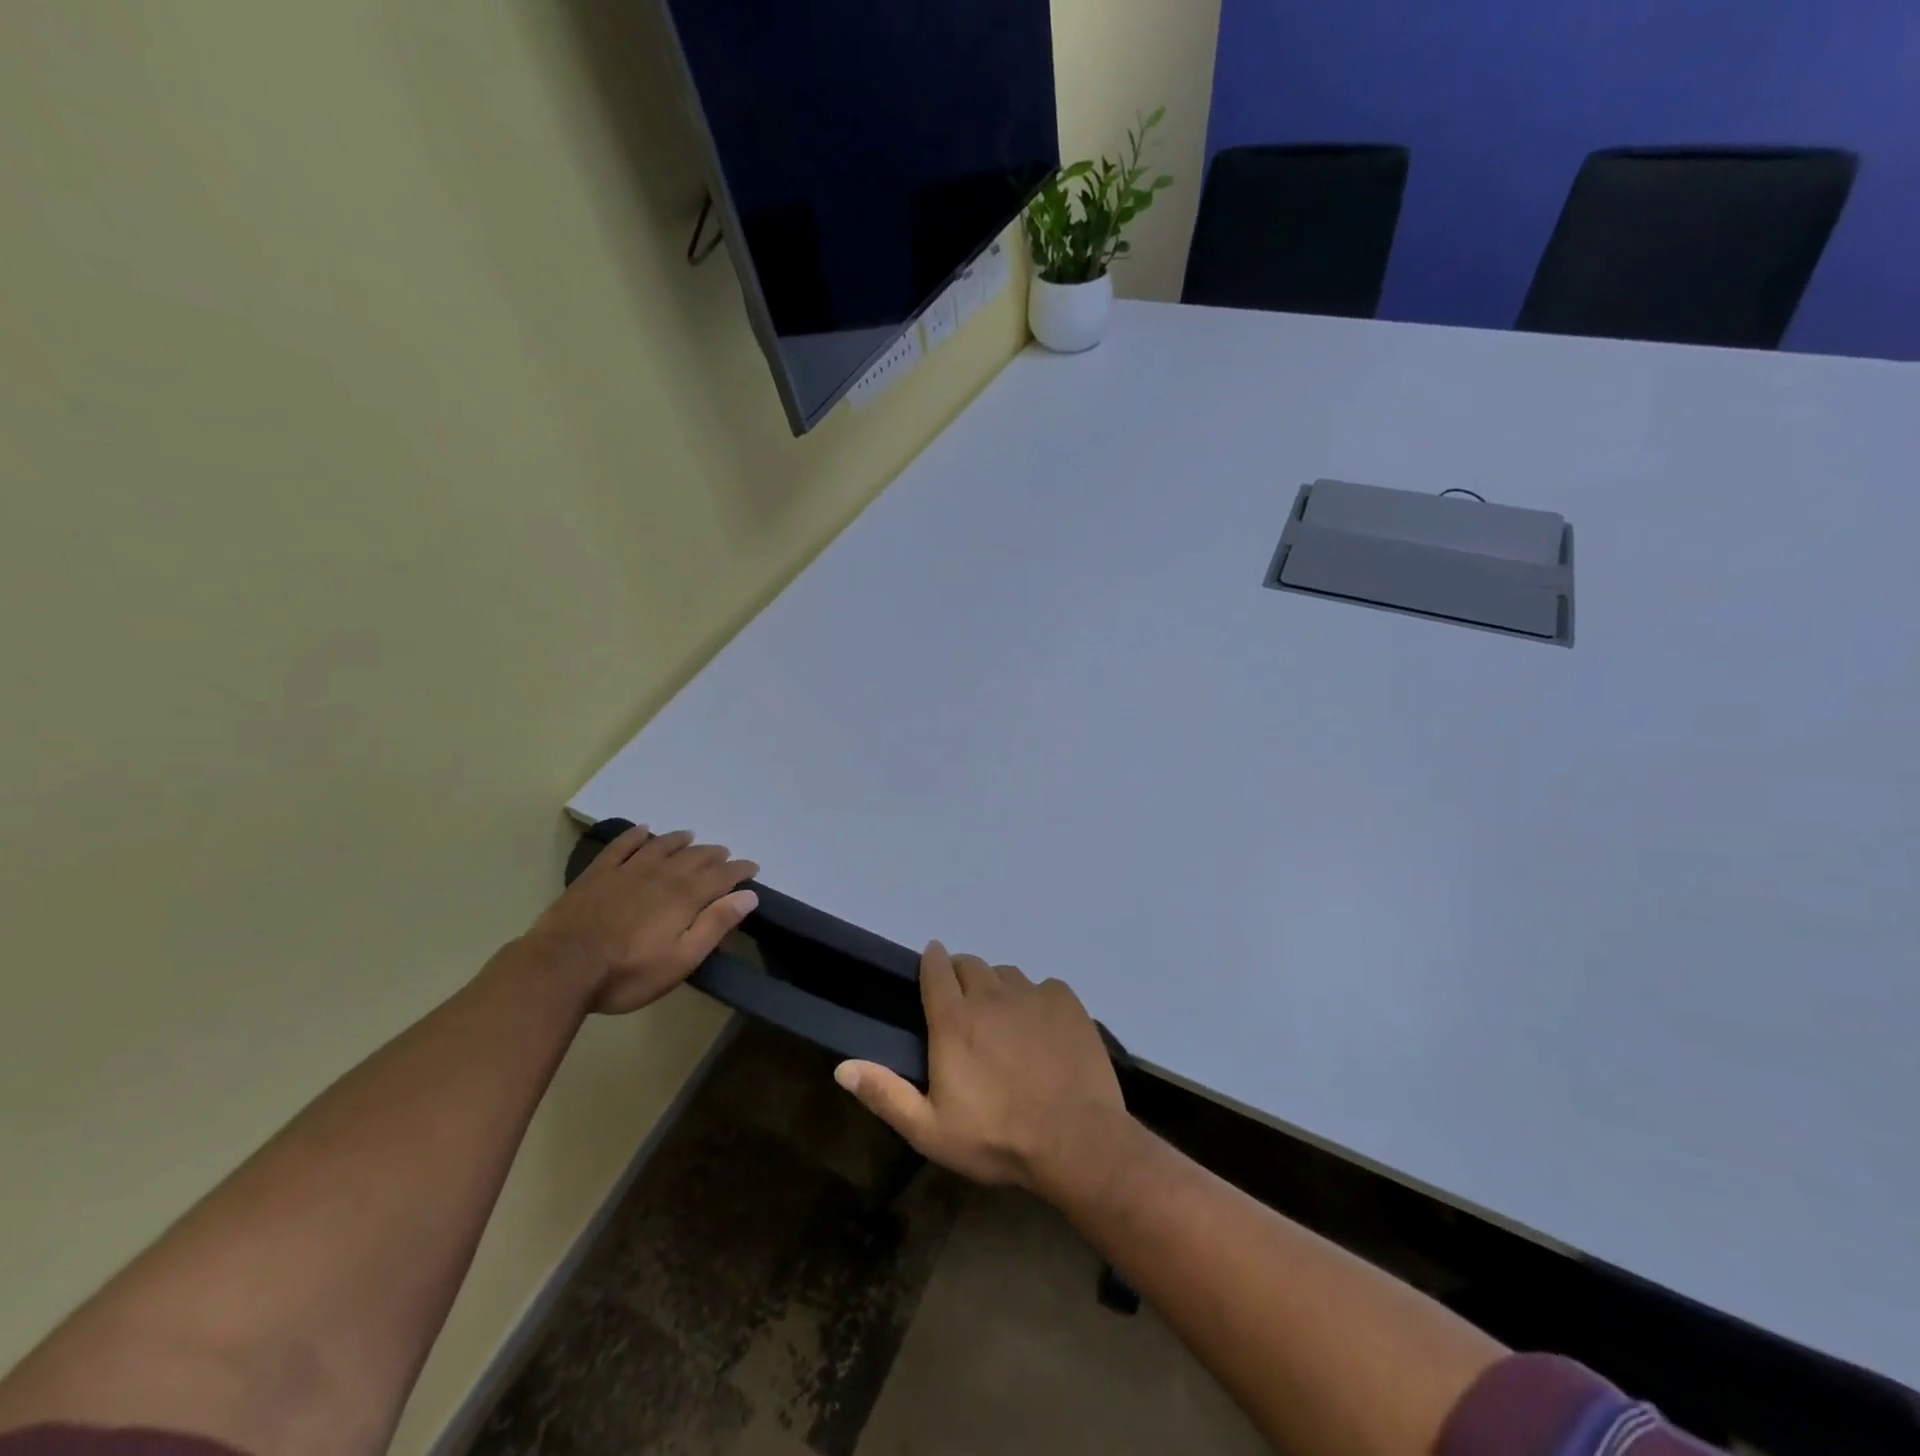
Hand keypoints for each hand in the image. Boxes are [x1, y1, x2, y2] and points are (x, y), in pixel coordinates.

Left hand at [524, 825, 758, 1014]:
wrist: (560, 969)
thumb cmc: (627, 973)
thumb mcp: (681, 960)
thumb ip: (715, 925)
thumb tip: (748, 895)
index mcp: (684, 897)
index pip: (721, 876)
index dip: (739, 870)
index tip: (752, 868)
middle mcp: (660, 875)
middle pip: (694, 857)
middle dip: (714, 854)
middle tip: (725, 854)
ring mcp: (626, 871)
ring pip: (661, 846)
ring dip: (680, 840)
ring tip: (691, 837)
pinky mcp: (597, 874)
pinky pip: (621, 846)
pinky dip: (635, 835)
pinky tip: (643, 830)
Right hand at [834, 942, 1126, 1196]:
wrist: (1075, 1141)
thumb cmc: (997, 1138)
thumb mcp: (930, 1130)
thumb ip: (886, 1094)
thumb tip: (842, 1067)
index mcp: (954, 1020)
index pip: (935, 969)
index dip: (931, 962)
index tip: (931, 966)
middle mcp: (990, 995)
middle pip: (970, 964)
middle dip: (961, 975)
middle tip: (965, 1006)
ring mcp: (1032, 994)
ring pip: (1006, 974)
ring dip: (998, 988)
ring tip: (1003, 1019)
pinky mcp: (1066, 1001)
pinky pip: (1044, 987)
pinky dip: (1036, 1000)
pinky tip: (1042, 1030)